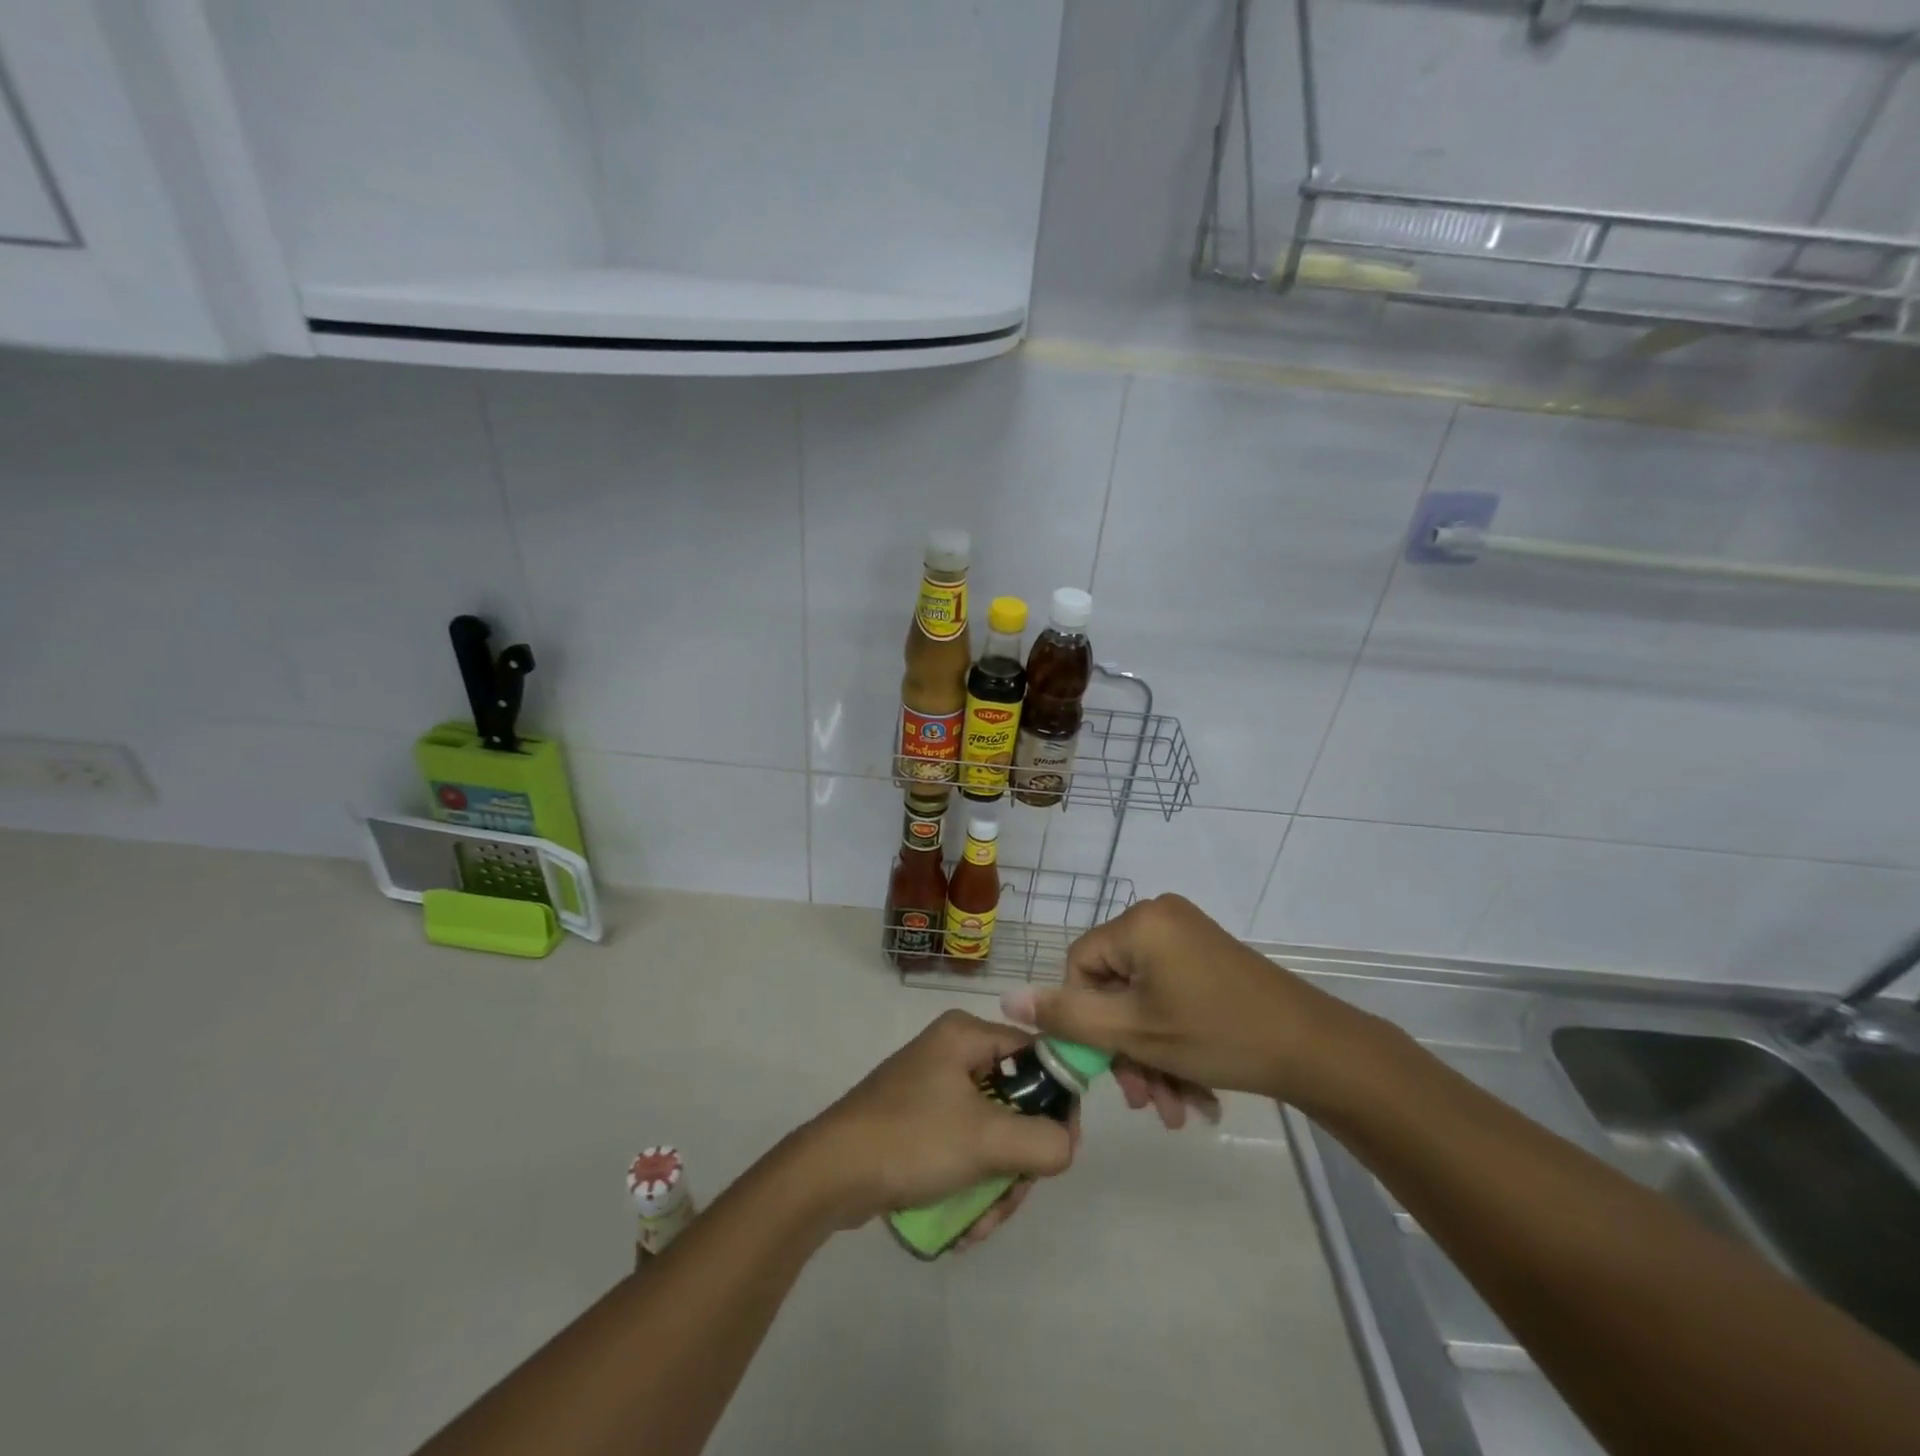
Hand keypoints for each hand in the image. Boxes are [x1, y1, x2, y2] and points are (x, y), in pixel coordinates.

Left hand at [799, 1010, 1075, 1232]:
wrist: (829, 1174)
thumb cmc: (911, 1139)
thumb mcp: (986, 1139)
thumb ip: (1043, 1142)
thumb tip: (1066, 1145)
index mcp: (966, 1035)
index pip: (1036, 1055)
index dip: (1056, 1100)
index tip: (1060, 1149)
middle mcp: (952, 1054)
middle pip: (1015, 1103)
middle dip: (1017, 1161)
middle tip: (1011, 1196)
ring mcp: (932, 1090)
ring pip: (991, 1135)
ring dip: (995, 1185)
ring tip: (977, 1223)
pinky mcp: (918, 1124)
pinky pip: (963, 1150)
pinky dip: (969, 1186)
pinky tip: (961, 1223)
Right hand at [1000, 894, 1377, 1117]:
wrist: (1316, 1050)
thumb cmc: (1217, 1034)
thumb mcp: (1134, 1033)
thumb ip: (1067, 1016)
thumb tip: (1006, 997)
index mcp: (1139, 922)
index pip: (1080, 966)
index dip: (1084, 1019)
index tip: (1105, 1066)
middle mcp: (1160, 919)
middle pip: (1114, 988)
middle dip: (1125, 1051)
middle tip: (1143, 1102)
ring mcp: (1188, 938)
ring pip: (1144, 1002)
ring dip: (1151, 1058)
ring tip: (1174, 1111)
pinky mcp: (1208, 960)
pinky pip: (1171, 999)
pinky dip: (1174, 1044)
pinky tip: (1193, 1095)